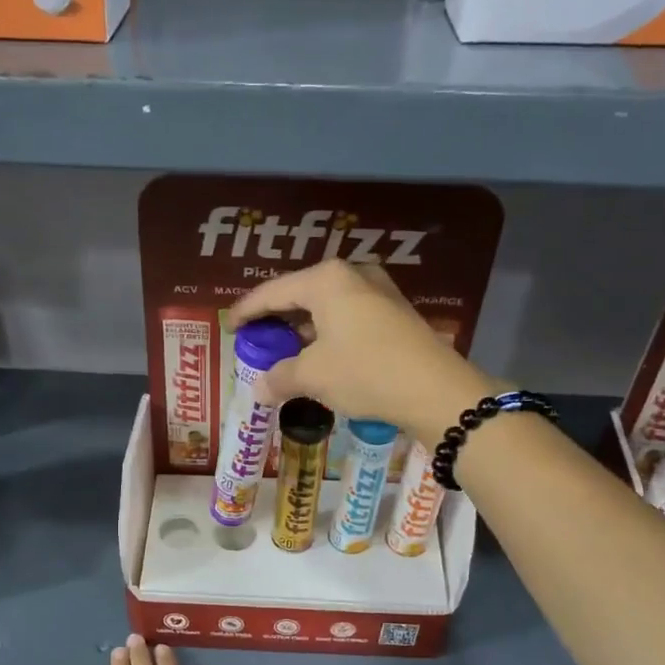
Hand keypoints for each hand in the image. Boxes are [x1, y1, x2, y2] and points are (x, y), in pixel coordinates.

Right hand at [227, 260, 500, 439]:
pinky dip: (327, 333)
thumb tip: (259, 389)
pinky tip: (320, 355)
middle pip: (301, 294)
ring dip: (303, 328)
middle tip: (256, 339)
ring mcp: (379, 291)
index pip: (273, 292)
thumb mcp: (314, 376)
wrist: (435, 390)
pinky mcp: (395, 312)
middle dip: (277, 318)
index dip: (247, 311)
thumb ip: (280, 377)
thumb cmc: (365, 371)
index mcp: (326, 279)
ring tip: (285, 350)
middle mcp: (352, 274)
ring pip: (327, 306)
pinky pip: (348, 316)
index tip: (229, 327)